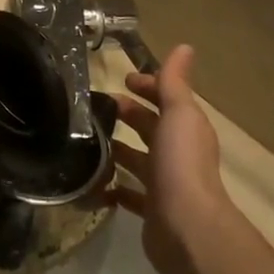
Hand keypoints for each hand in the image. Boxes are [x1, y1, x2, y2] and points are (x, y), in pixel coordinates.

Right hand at [111, 46, 233, 273]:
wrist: (187, 227)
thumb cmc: (181, 163)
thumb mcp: (179, 113)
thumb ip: (175, 82)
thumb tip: (184, 46)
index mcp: (186, 128)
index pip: (166, 99)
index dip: (147, 86)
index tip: (121, 79)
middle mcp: (178, 153)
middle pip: (150, 127)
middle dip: (128, 114)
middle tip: (94, 106)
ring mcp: (165, 183)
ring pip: (138, 160)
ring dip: (118, 149)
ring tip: (86, 140)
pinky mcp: (152, 210)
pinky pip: (129, 194)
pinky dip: (113, 187)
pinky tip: (93, 182)